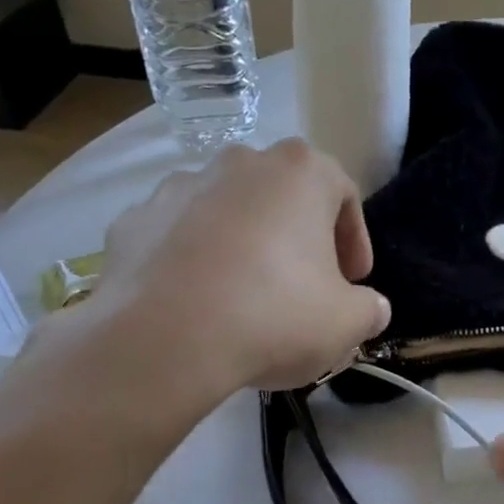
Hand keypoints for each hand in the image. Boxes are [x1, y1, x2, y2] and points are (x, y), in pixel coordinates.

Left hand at [74, 140, 389, 397]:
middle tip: (305, 287)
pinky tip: (198, 304)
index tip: (353, 282)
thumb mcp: (347, 323)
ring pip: (228, 212)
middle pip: (283, 197)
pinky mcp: (133, 220)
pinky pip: (178, 237)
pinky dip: (194, 261)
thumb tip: (371, 308)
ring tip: (246, 299)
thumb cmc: (274, 316)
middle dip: (299, 239)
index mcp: (300, 172)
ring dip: (245, 246)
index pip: (344, 194)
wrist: (164, 340)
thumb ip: (369, 309)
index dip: (354, 241)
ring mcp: (179, 187)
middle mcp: (239, 163)